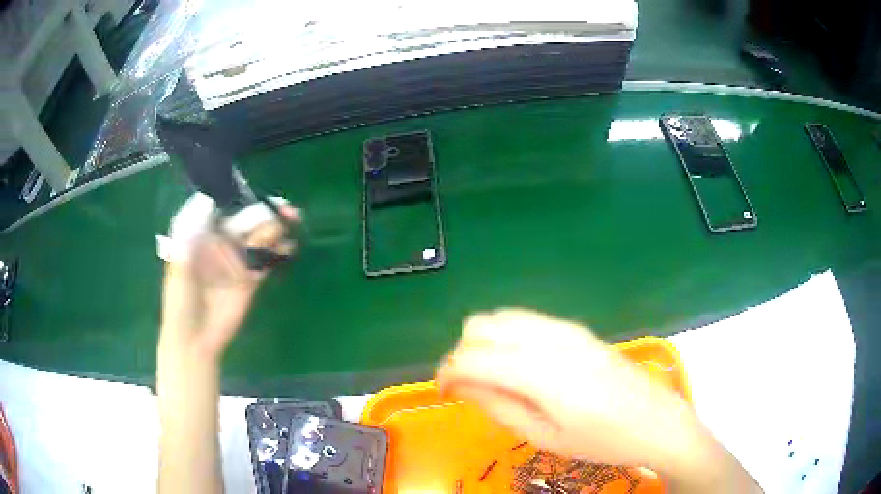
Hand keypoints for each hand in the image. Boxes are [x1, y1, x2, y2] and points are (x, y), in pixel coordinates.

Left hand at [160, 197, 299, 358]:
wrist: (194, 339)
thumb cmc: (179, 300)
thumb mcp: (178, 261)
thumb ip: (190, 231)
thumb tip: (208, 199)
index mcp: (203, 232)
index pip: (225, 206)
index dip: (242, 196)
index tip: (257, 196)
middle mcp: (222, 241)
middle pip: (248, 218)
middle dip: (267, 211)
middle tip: (288, 212)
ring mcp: (237, 260)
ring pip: (260, 236)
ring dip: (276, 230)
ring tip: (286, 233)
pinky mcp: (250, 278)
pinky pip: (267, 259)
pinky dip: (279, 252)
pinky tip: (287, 249)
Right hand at [436, 309, 762, 492]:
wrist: (656, 421)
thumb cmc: (603, 441)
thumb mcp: (546, 437)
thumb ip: (499, 407)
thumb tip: (463, 385)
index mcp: (541, 371)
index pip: (472, 357)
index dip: (447, 372)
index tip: (444, 393)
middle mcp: (550, 338)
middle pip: (482, 326)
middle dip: (464, 354)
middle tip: (471, 388)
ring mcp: (567, 328)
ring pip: (503, 317)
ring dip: (485, 343)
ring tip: (493, 378)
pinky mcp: (578, 329)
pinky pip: (527, 320)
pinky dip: (508, 337)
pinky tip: (519, 365)